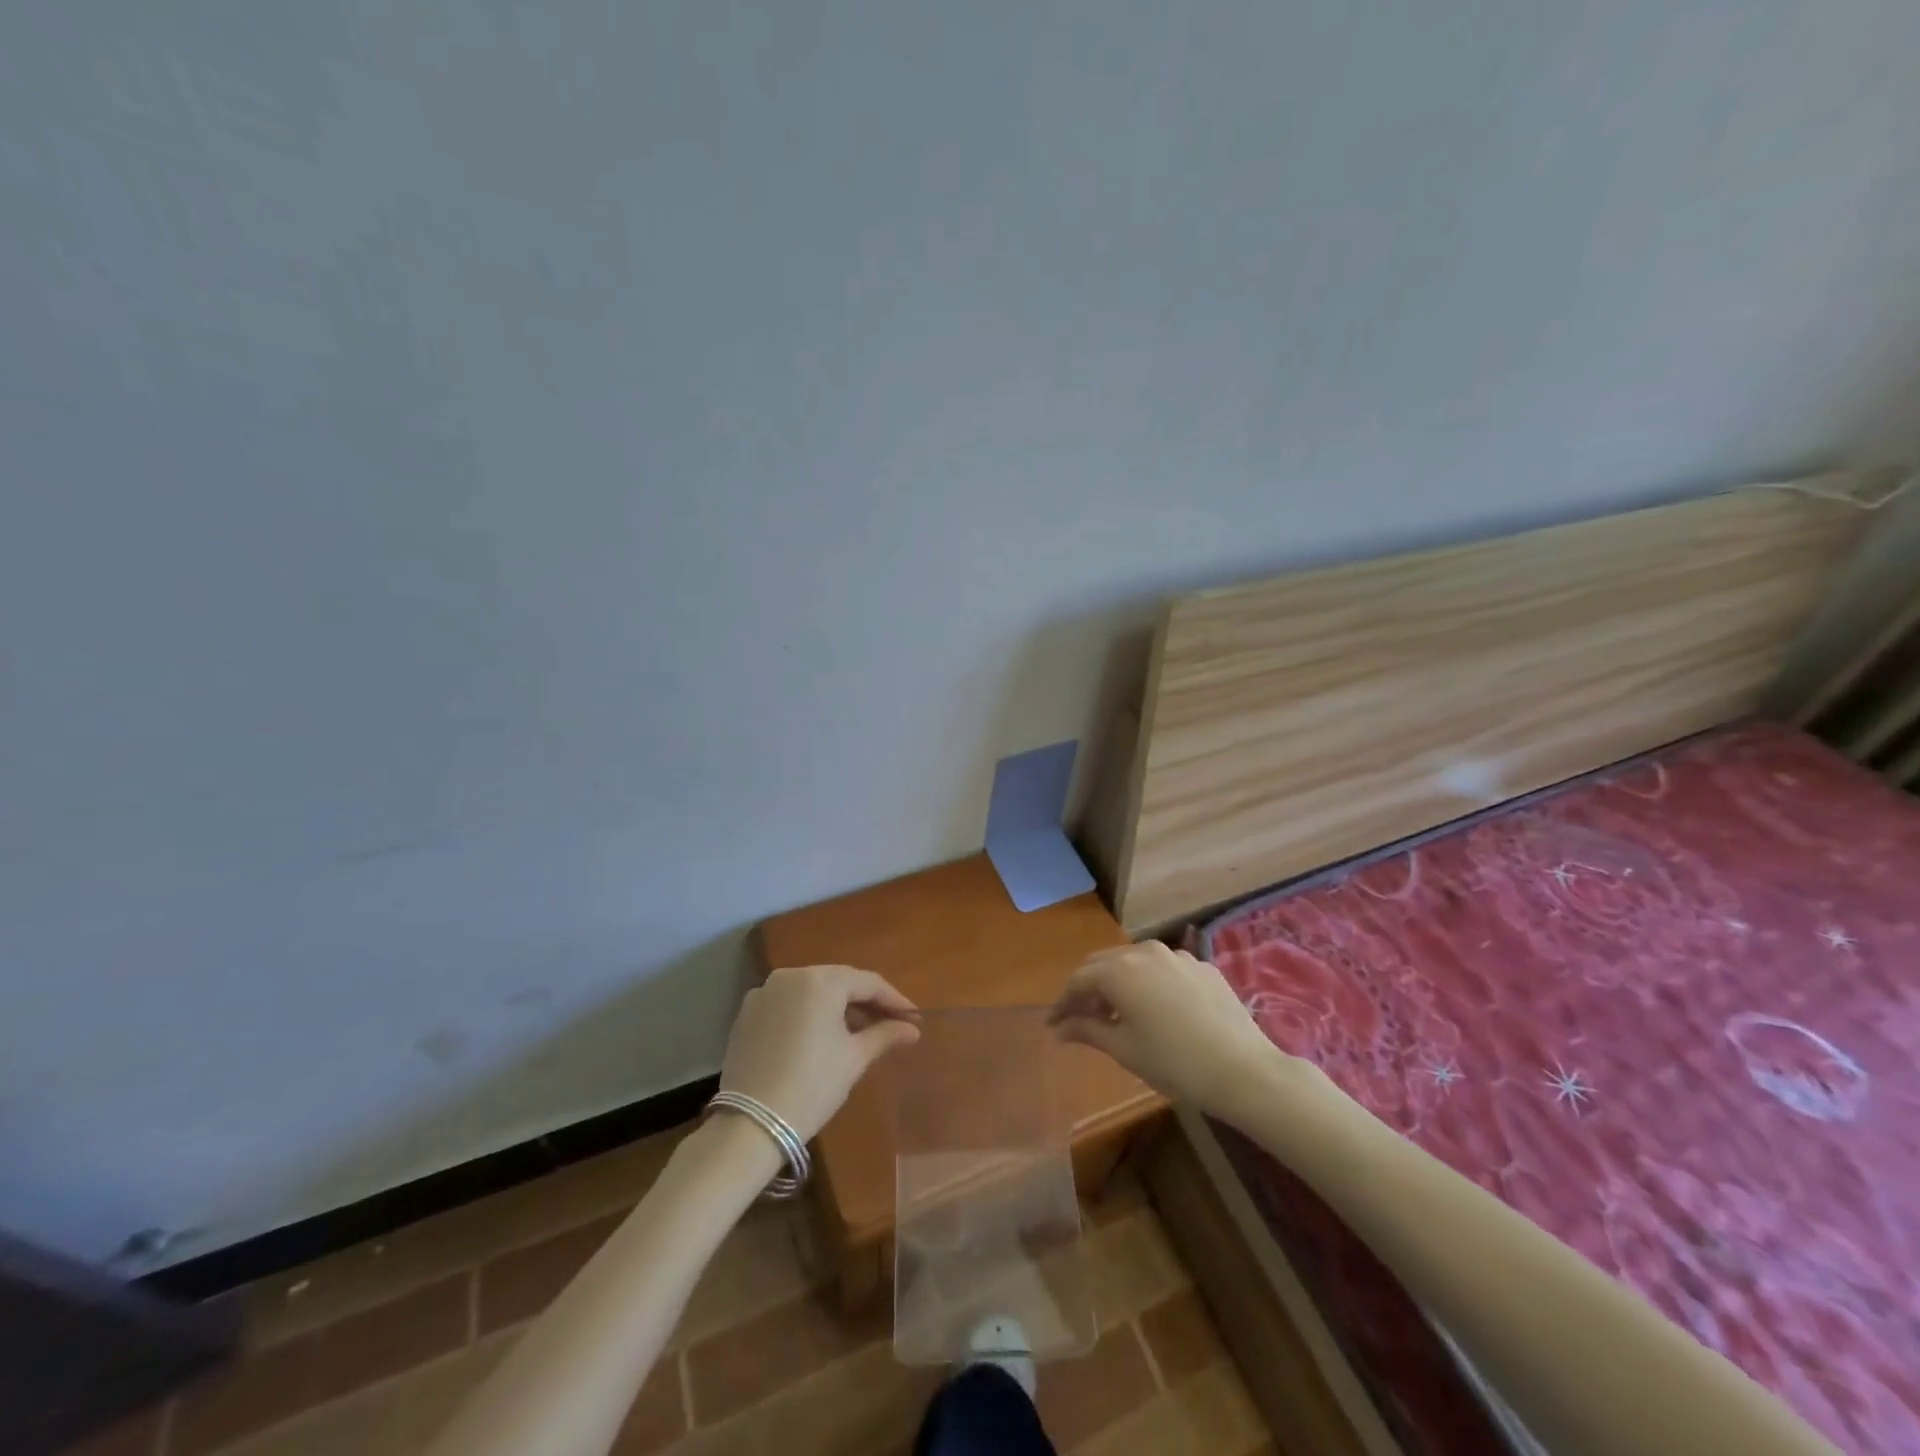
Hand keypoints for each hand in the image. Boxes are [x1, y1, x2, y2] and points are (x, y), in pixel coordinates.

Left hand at [720, 965, 919, 1141]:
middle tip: (890, 1022)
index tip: (914, 1018)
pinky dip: (809, 1013)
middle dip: (866, 1001)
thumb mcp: (854, 1059)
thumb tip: (912, 1028)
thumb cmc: (813, 1086)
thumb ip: (885, 1034)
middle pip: (839, 981)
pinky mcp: (748, 1012)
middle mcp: (791, 975)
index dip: (894, 999)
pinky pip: (789, 1003)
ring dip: (837, 1006)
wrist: (751, 1125)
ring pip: (812, 990)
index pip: (868, 982)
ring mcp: (765, 991)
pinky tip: (821, 1035)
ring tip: (859, 1030)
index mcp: (821, 981)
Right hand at [1049, 942, 1291, 1121]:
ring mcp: (1176, 955)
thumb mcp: (1124, 1049)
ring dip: (1118, 982)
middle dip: (1088, 988)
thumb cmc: (1174, 1062)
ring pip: (1134, 962)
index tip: (1055, 1025)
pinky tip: (1156, 1009)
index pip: (1078, 980)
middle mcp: (1143, 951)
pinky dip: (1149, 983)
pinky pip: (1163, 968)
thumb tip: (1059, 1028)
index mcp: (1118, 970)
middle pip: (1103, 964)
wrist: (1243, 1069)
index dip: (1063, 1003)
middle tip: (1081, 1018)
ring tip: (1118, 1013)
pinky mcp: (1201, 965)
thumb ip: (1087, 1031)